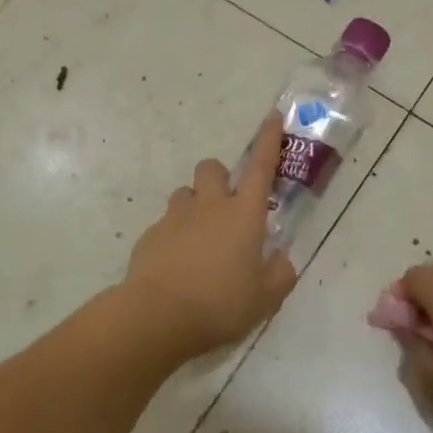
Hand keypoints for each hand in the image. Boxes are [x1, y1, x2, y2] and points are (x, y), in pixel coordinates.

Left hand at [121, 116, 297, 358]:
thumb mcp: (265, 298)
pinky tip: (177, 265)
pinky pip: (165, 224)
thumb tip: (282, 259)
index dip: (268, 140)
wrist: (158, 315)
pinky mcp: (150, 235)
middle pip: (211, 167)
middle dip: (219, 177)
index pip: (260, 167)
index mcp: (244, 214)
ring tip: (200, 239)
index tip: (272, 117)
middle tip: (226, 207)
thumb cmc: (221, 304)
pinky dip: (174, 236)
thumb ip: (280, 274)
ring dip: (194, 206)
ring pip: (185, 193)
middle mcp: (209, 206)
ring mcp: (176, 217)